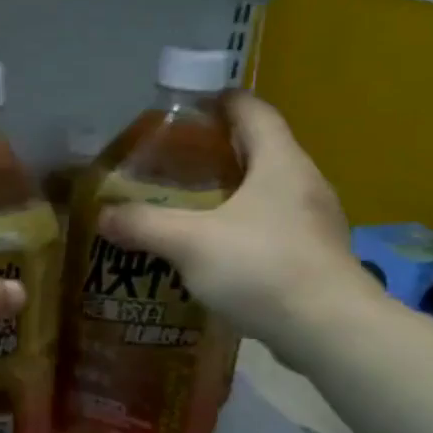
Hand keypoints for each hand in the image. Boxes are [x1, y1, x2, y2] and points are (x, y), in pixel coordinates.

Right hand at [99, 92, 374, 349]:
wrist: (329, 331)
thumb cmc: (261, 267)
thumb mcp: (189, 242)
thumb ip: (144, 224)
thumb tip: (103, 215)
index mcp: (280, 162)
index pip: (253, 110)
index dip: (221, 101)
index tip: (187, 108)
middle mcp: (303, 183)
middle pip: (260, 150)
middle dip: (217, 152)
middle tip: (173, 164)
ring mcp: (314, 222)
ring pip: (266, 193)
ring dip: (230, 194)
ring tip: (187, 208)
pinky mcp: (313, 257)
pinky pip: (271, 229)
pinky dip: (241, 230)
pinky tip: (213, 252)